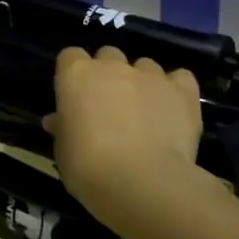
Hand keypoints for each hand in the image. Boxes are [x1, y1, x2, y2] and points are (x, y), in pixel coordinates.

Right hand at [46, 46, 204, 221]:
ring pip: (144, 66)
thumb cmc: (89, 168)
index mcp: (76, 74)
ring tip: (146, 113)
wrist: (142, 183)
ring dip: (142, 83)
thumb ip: (63, 129)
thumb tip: (57, 121)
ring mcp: (149, 75)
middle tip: (111, 107)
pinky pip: (181, 78)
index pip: (70, 56)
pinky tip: (174, 108)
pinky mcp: (181, 91)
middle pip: (108, 56)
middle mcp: (112, 65)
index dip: (74, 76)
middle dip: (109, 75)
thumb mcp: (63, 152)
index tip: (76, 98)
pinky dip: (176, 89)